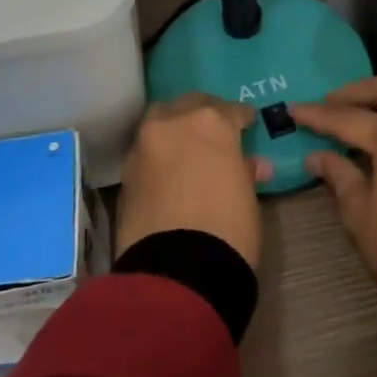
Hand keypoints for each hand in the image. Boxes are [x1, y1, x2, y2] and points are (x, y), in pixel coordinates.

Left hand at [117, 95, 269, 269]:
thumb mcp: (247, 196)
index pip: (230, 110)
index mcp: (210, 123)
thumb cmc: (228, 228)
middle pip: (188, 105)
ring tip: (188, 148)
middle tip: (215, 131)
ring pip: (159, 121)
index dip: (241, 118)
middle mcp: (172, 124)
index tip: (247, 124)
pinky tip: (169, 171)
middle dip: (203, 114)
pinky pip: (145, 151)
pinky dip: (158, 154)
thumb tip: (250, 165)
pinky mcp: (125, 174)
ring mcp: (143, 147)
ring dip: (174, 128)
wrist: (177, 271)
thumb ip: (244, 171)